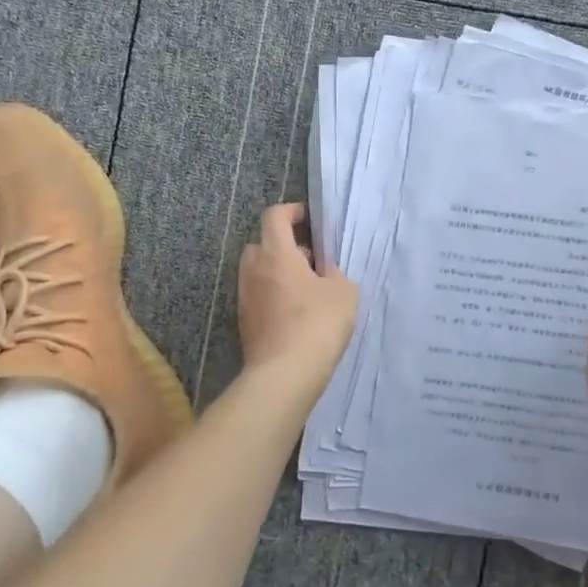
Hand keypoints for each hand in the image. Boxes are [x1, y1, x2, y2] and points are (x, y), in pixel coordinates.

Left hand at [237, 203, 357, 383]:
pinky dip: (274, 297)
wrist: (283, 375)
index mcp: (276, 253)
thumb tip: (322, 273)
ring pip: (259, 272)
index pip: (274, 216)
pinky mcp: (244, 322)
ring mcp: (244, 297)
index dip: (292, 211)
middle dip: (285, 246)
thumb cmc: (316, 324)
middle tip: (311, 261)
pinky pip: (259, 297)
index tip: (309, 219)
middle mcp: (253, 270)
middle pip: (263, 244)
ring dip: (278, 273)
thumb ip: (333, 273)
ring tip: (307, 291)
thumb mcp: (343, 291)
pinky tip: (296, 315)